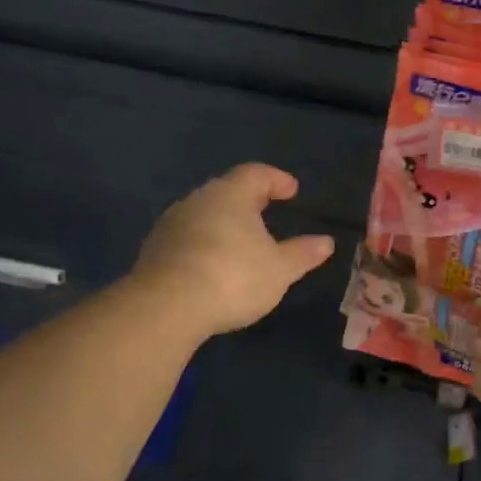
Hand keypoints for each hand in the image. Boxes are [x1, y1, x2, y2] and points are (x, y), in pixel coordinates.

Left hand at [133, 164, 335, 338]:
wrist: (166, 307)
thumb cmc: (233, 277)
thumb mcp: (279, 269)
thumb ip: (302, 253)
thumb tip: (326, 242)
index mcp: (231, 195)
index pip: (255, 173)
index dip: (276, 179)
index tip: (292, 191)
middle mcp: (198, 200)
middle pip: (226, 190)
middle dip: (248, 199)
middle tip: (266, 211)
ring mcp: (171, 224)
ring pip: (204, 213)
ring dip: (223, 222)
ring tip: (241, 241)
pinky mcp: (154, 249)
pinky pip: (187, 236)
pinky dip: (204, 243)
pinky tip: (213, 264)